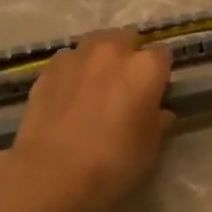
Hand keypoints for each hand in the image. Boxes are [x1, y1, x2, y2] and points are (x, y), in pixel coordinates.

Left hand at [6, 30, 173, 211]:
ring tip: (95, 85)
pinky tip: (69, 95)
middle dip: (129, 55)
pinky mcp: (48, 69)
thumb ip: (157, 123)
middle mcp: (113, 51)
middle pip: (128, 38)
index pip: (163, 56)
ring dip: (100, 58)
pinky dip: (74, 71)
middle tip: (125, 86)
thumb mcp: (149, 149)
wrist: (51, 173)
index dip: (160, 74)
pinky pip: (69, 61)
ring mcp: (77, 56)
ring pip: (96, 44)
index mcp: (145, 68)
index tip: (155, 92)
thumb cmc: (112, 162)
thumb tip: (160, 112)